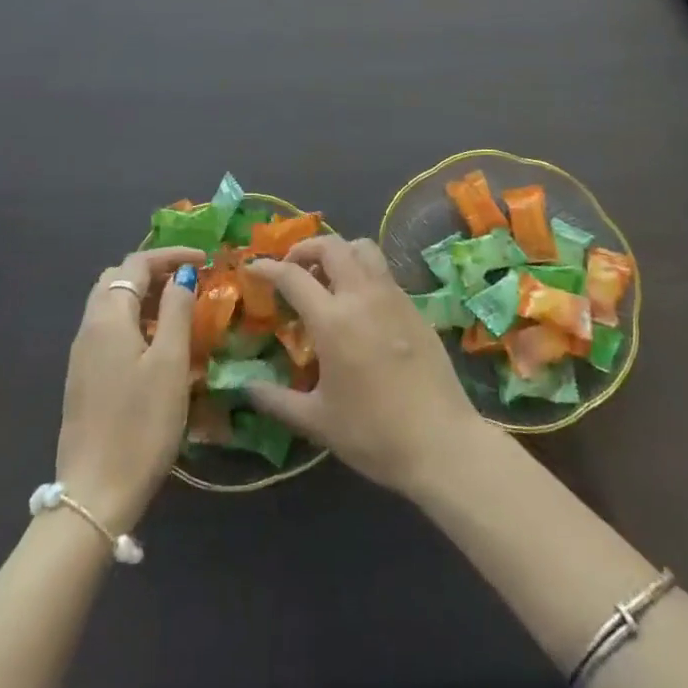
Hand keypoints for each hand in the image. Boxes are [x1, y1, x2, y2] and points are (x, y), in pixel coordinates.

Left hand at [54, 247, 203, 535]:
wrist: (94, 496)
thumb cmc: (140, 425)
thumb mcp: (170, 363)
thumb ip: (177, 311)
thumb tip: (183, 275)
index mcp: (108, 317)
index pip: (136, 264)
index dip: (171, 254)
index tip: (205, 259)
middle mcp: (89, 327)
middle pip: (118, 279)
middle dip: (154, 270)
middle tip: (190, 279)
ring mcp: (82, 354)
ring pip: (111, 304)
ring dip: (145, 295)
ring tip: (180, 307)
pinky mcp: (83, 378)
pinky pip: (109, 329)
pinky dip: (135, 319)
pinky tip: (158, 343)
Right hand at [243, 237, 485, 499]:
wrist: (442, 442)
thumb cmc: (373, 434)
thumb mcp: (318, 421)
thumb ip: (277, 401)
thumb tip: (246, 387)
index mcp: (333, 321)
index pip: (292, 276)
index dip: (268, 267)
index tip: (254, 268)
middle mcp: (362, 296)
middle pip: (331, 245)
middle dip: (305, 248)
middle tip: (292, 268)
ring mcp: (393, 296)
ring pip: (363, 248)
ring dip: (339, 251)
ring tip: (326, 277)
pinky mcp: (415, 306)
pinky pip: (383, 271)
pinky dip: (362, 271)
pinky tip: (358, 304)